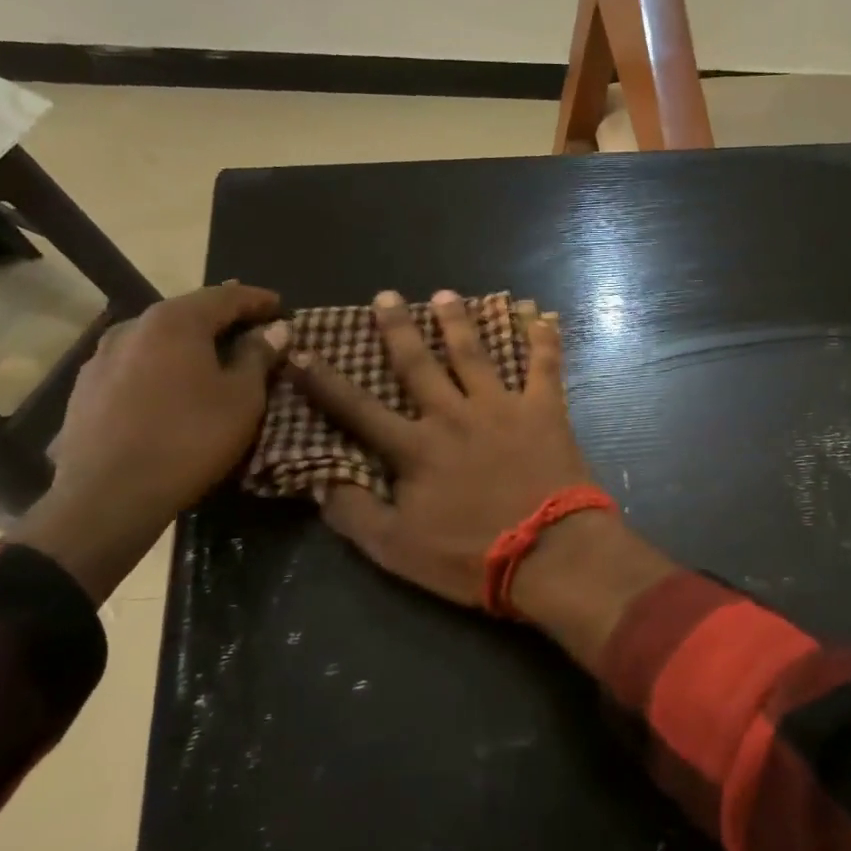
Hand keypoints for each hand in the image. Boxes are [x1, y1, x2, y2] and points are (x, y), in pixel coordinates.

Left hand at [13, 283, 287, 602]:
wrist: (108, 497)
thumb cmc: (190, 439)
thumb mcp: (242, 398)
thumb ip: (259, 356)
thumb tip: (275, 329)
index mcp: (175, 322)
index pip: (226, 296)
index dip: (258, 300)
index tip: (281, 306)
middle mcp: (133, 327)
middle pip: (188, 312)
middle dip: (223, 319)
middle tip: (253, 329)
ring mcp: (101, 358)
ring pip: (158, 339)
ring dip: (190, 343)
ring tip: (214, 357)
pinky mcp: (84, 389)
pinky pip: (136, 364)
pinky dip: (162, 366)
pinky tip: (173, 386)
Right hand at [290, 290, 591, 607]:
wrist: (549, 553)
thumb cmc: (472, 556)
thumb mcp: (397, 549)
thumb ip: (355, 513)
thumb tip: (320, 483)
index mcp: (415, 448)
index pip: (358, 408)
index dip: (325, 382)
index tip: (301, 351)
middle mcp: (454, 415)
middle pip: (418, 364)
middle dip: (398, 328)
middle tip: (385, 295)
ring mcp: (502, 407)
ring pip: (474, 354)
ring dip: (458, 321)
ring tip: (445, 294)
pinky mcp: (544, 410)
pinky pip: (543, 365)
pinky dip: (542, 338)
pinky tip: (539, 313)